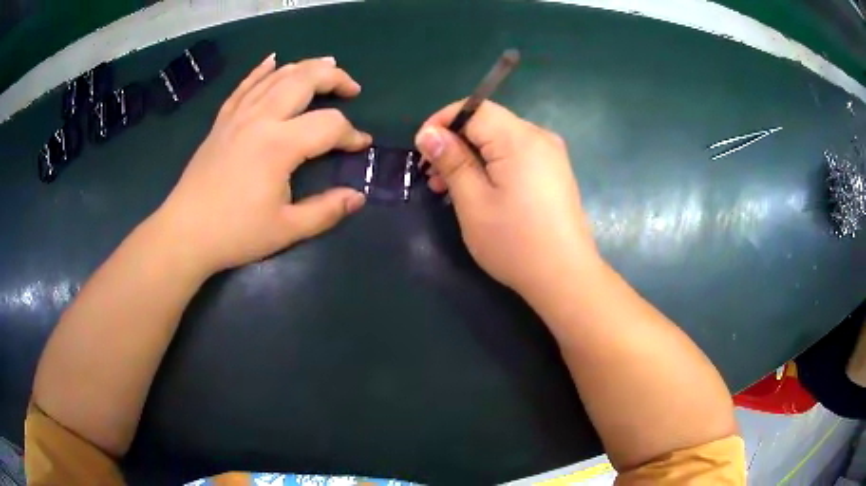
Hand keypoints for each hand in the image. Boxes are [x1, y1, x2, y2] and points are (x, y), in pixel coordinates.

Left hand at [157, 55, 371, 273]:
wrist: (185, 233)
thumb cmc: (235, 233)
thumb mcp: (286, 229)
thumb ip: (326, 211)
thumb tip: (357, 197)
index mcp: (279, 145)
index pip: (328, 125)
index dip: (351, 133)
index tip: (361, 145)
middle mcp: (260, 119)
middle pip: (304, 80)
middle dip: (334, 77)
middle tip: (351, 88)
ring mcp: (238, 116)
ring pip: (277, 76)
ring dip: (305, 67)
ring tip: (326, 65)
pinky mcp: (222, 121)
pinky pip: (245, 85)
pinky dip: (262, 70)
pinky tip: (274, 60)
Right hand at [414, 101, 596, 297]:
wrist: (564, 276)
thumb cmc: (515, 242)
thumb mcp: (473, 202)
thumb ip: (452, 161)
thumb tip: (429, 133)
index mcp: (520, 139)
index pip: (473, 109)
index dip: (442, 122)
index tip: (422, 151)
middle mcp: (539, 137)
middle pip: (487, 123)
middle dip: (455, 143)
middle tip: (433, 177)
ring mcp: (551, 154)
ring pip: (500, 140)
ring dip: (471, 156)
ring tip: (449, 188)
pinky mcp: (554, 171)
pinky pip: (515, 155)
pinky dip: (492, 165)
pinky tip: (479, 190)